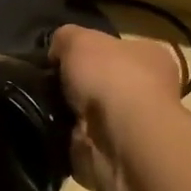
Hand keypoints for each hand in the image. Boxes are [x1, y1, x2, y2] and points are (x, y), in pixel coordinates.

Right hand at [50, 26, 185, 190]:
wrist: (119, 138)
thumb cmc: (109, 78)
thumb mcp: (78, 39)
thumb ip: (65, 38)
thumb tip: (57, 52)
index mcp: (150, 57)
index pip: (117, 50)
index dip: (88, 52)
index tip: (59, 58)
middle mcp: (148, 90)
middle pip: (102, 82)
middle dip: (75, 84)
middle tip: (45, 83)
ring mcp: (131, 125)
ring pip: (88, 113)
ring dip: (66, 112)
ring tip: (41, 105)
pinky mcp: (113, 153)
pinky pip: (79, 139)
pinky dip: (63, 135)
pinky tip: (48, 127)